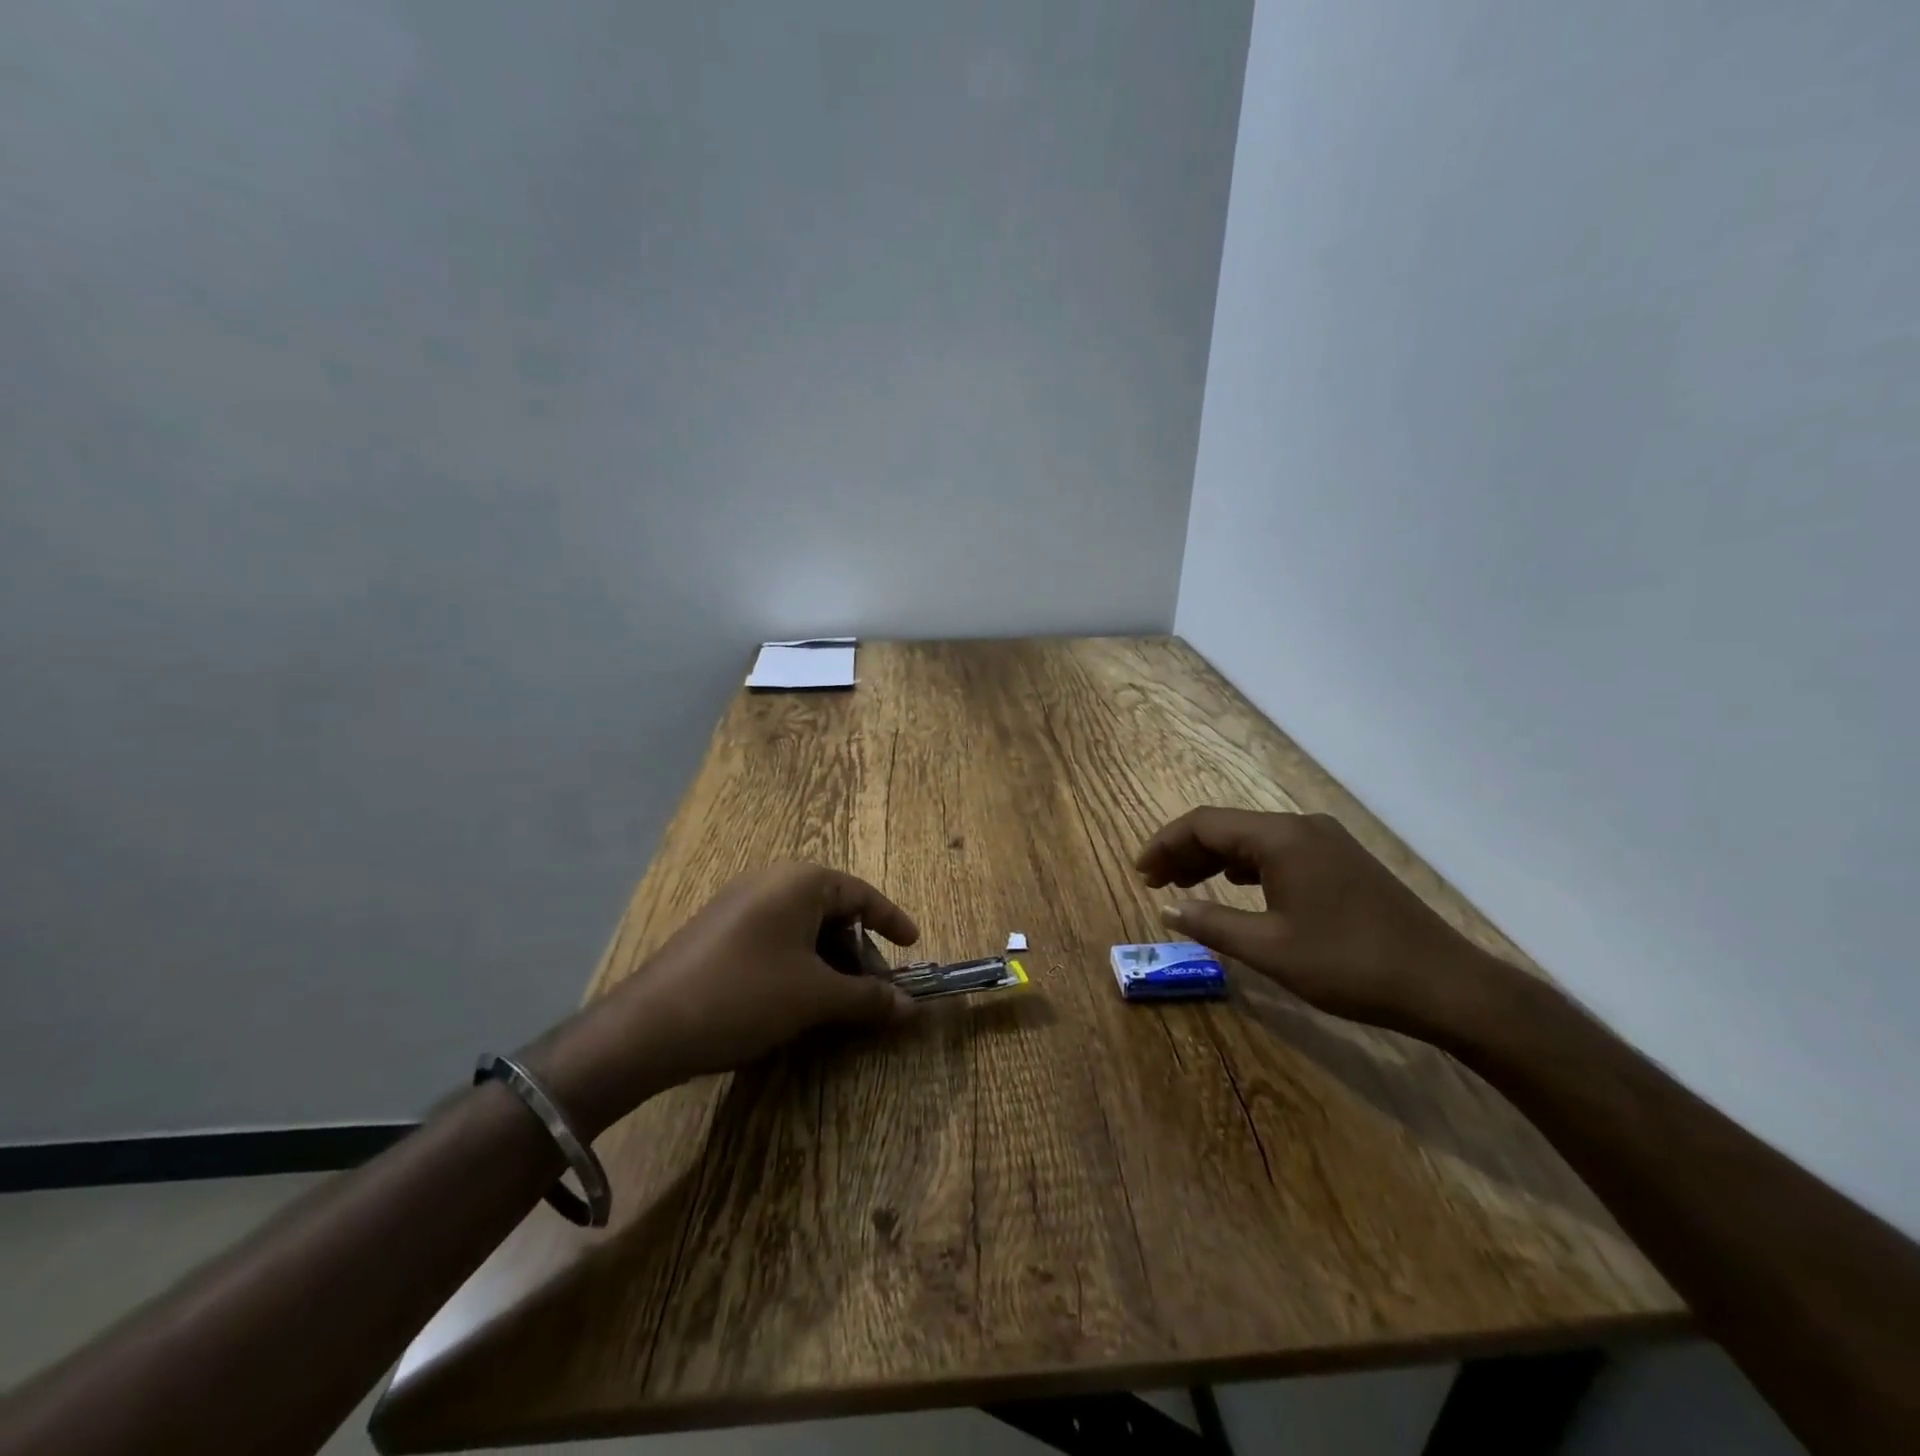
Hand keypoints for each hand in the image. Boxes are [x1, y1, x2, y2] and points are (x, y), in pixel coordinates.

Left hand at [525, 864, 919, 1132]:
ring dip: (829, 961)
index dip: (892, 921)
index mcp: (800, 881)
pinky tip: (795, 1000)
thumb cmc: (745, 995)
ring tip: (837, 1002)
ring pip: (803, 927)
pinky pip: (775, 938)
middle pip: (833, 910)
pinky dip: (798, 963)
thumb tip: (911, 1008)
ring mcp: (739, 905)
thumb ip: (868, 997)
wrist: (648, 1027)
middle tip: (873, 990)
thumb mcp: (816, 997)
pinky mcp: (718, 931)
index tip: (914, 947)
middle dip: (858, 951)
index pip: (862, 894)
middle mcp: (771, 881)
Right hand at [1135, 807, 1501, 1036]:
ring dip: (1214, 860)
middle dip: (1185, 852)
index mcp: (1281, 838)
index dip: (1164, 844)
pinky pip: (1279, 852)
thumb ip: (1211, 923)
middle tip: (1154, 883)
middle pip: (1227, 827)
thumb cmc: (1349, 965)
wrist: (1446, 985)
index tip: (1139, 873)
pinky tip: (1237, 887)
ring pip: (1253, 840)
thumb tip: (1167, 910)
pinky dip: (1246, 867)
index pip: (1204, 824)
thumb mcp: (1269, 949)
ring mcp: (1327, 843)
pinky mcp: (1343, 862)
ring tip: (1184, 886)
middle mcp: (1302, 827)